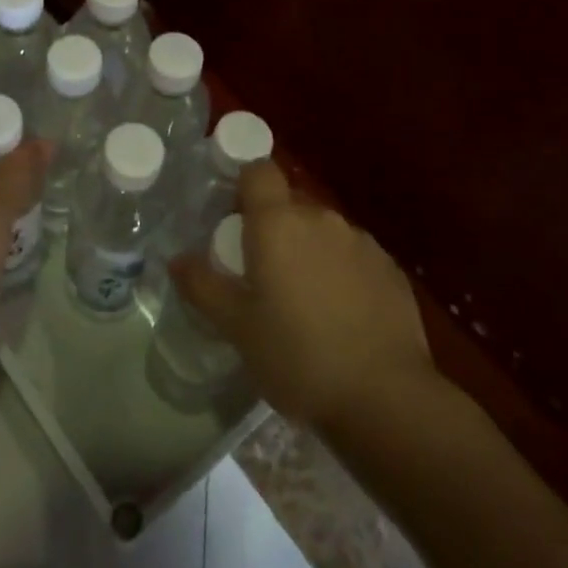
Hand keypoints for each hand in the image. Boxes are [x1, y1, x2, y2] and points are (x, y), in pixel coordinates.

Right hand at [172, 161, 437, 430]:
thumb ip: (203, 286)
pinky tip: (342, 316)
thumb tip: (177, 259)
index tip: (235, 218)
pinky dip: (342, 272)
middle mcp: (320, 218)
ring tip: (304, 301)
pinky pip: (354, 256)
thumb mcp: (237, 328)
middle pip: (290, 204)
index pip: (258, 170)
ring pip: (323, 231)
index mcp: (278, 222)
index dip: (244, 185)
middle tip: (262, 273)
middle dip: (274, 228)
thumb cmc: (298, 356)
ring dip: (309, 251)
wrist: (385, 397)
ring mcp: (361, 241)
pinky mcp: (390, 268)